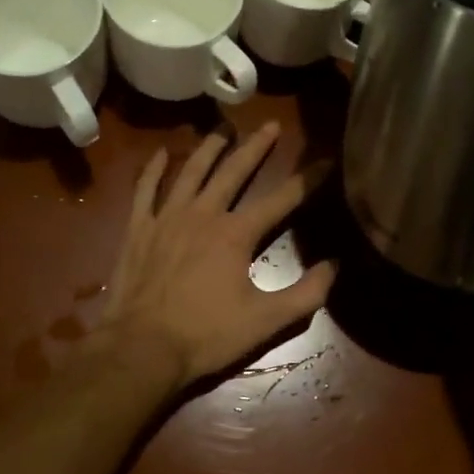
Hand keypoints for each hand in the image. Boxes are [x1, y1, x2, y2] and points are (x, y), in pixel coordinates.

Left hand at [101, 121, 335, 385]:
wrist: (141, 349)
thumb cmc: (206, 335)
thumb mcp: (265, 321)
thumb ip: (306, 294)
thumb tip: (334, 265)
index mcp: (236, 234)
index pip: (281, 199)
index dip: (308, 180)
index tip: (326, 160)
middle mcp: (203, 214)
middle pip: (234, 171)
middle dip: (256, 147)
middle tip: (271, 125)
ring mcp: (166, 218)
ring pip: (191, 172)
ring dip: (209, 148)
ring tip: (223, 129)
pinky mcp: (138, 229)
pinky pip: (146, 190)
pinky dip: (154, 170)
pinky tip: (162, 153)